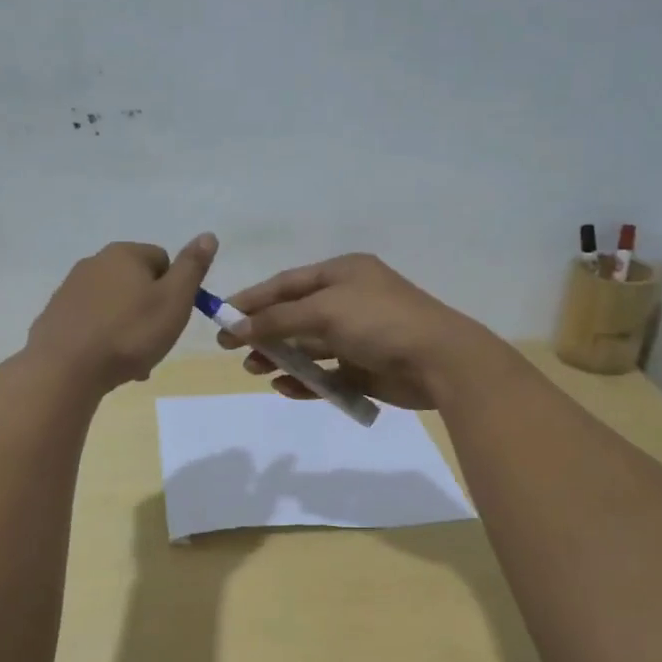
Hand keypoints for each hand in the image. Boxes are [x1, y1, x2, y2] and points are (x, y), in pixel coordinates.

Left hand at [25, 234, 217, 393]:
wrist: (65, 369)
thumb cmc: (129, 334)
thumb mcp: (174, 301)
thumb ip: (192, 267)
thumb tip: (208, 235)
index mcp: (125, 253)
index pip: (163, 261)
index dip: (173, 290)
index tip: (171, 319)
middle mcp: (94, 262)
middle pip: (137, 284)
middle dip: (149, 312)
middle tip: (154, 343)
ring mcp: (70, 288)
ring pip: (115, 306)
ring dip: (128, 329)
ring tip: (131, 361)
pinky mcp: (56, 314)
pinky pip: (92, 322)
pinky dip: (103, 338)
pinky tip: (105, 363)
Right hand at [217, 253, 493, 409]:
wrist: (440, 361)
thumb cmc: (379, 322)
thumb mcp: (323, 311)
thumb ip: (276, 320)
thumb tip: (236, 328)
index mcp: (342, 274)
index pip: (286, 284)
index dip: (252, 299)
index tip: (221, 316)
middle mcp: (349, 301)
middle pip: (294, 315)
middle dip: (264, 331)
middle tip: (232, 349)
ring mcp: (358, 336)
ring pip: (308, 346)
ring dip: (280, 356)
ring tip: (254, 370)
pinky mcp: (364, 368)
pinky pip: (326, 374)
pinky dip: (305, 380)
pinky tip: (285, 387)